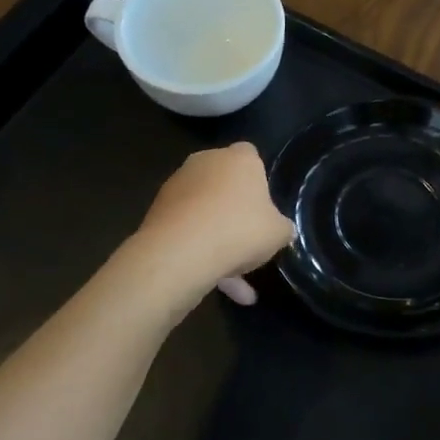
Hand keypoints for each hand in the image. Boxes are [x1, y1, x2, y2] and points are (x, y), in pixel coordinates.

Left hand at [132, 142, 293, 305]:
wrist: (181, 252)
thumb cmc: (240, 230)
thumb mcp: (278, 233)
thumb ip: (282, 227)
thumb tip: (282, 229)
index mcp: (239, 158)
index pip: (251, 156)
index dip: (258, 179)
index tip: (263, 205)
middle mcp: (205, 162)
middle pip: (223, 182)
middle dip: (233, 207)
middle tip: (247, 238)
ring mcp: (177, 184)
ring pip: (204, 210)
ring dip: (215, 236)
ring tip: (233, 279)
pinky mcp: (158, 210)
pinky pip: (187, 229)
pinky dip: (198, 251)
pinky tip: (214, 283)